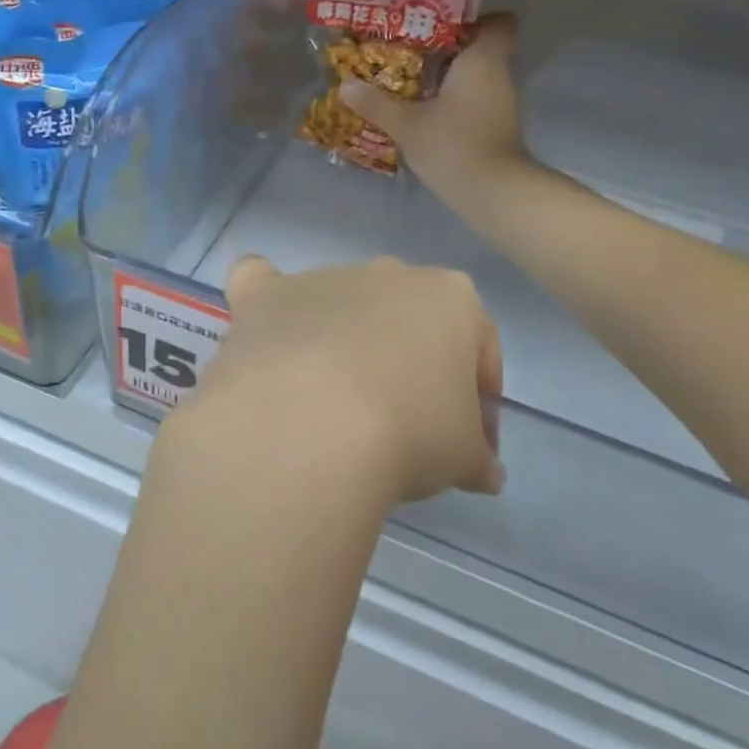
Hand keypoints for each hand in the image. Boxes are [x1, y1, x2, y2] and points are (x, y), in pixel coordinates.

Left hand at [170, 256, 503, 509]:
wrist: (311, 425)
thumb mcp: (464, 459)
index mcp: (450, 297)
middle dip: (412, 369)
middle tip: (406, 428)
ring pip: (340, 307)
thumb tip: (486, 473)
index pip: (479, 351)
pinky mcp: (263, 297)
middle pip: (407, 325)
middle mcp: (386, 274)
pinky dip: (267, 304)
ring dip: (344, 344)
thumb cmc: (408, 433)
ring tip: (333, 408)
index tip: (468, 448)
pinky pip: (262, 286)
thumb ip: (479, 458)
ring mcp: (321, 279)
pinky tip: (267, 329)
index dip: (479, 405)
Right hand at [341, 13, 525, 206]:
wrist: (493, 192)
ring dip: (452, 78)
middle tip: (412, 54)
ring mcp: (504, 103)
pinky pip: (478, 101)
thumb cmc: (453, 144)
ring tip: (414, 83)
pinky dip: (458, 102)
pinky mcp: (500, 127)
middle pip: (482, 49)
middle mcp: (499, 74)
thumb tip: (346, 86)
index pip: (498, 22)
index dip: (473, 20)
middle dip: (450, 50)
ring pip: (479, 77)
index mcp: (482, 59)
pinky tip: (430, 114)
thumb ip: (377, 104)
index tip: (441, 27)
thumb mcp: (407, 124)